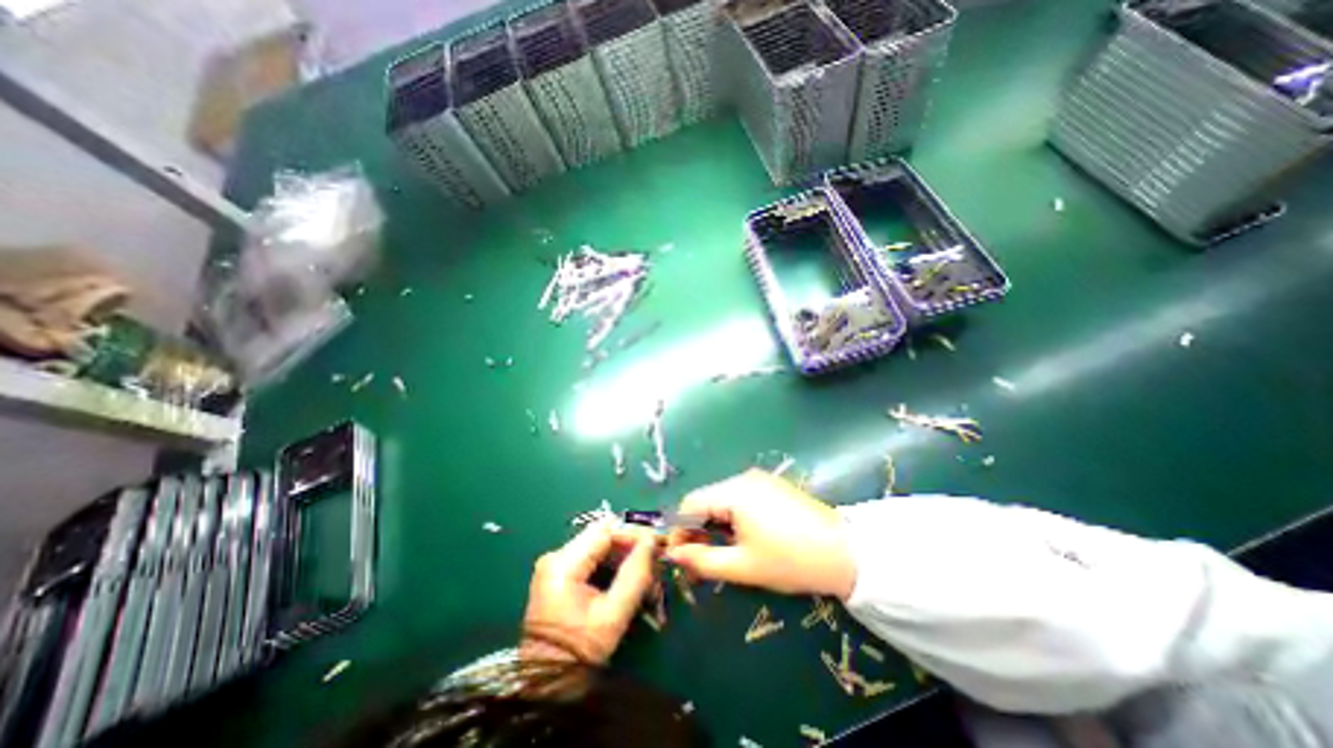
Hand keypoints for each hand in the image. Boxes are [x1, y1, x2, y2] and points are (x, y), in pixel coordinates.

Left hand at [525, 521, 660, 666]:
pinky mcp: (559, 574)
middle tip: (654, 560)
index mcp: (563, 564)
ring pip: (599, 545)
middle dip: (630, 546)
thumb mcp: (612, 616)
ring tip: (645, 571)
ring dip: (623, 555)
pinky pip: (592, 557)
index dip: (633, 535)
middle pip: (602, 536)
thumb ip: (634, 575)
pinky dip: (612, 564)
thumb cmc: (579, 652)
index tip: (657, 545)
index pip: (605, 533)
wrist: (546, 685)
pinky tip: (628, 576)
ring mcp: (556, 564)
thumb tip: (652, 542)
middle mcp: (556, 556)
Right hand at [665, 470, 853, 597]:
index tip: (680, 557)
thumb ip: (702, 561)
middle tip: (698, 561)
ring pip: (722, 499)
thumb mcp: (742, 566)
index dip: (679, 530)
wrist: (845, 553)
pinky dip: (731, 517)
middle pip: (706, 500)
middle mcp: (743, 478)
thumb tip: (673, 555)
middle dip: (697, 529)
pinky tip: (741, 538)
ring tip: (720, 552)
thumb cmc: (790, 561)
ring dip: (714, 524)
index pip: (690, 504)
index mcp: (734, 492)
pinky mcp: (771, 486)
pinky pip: (739, 498)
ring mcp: (759, 480)